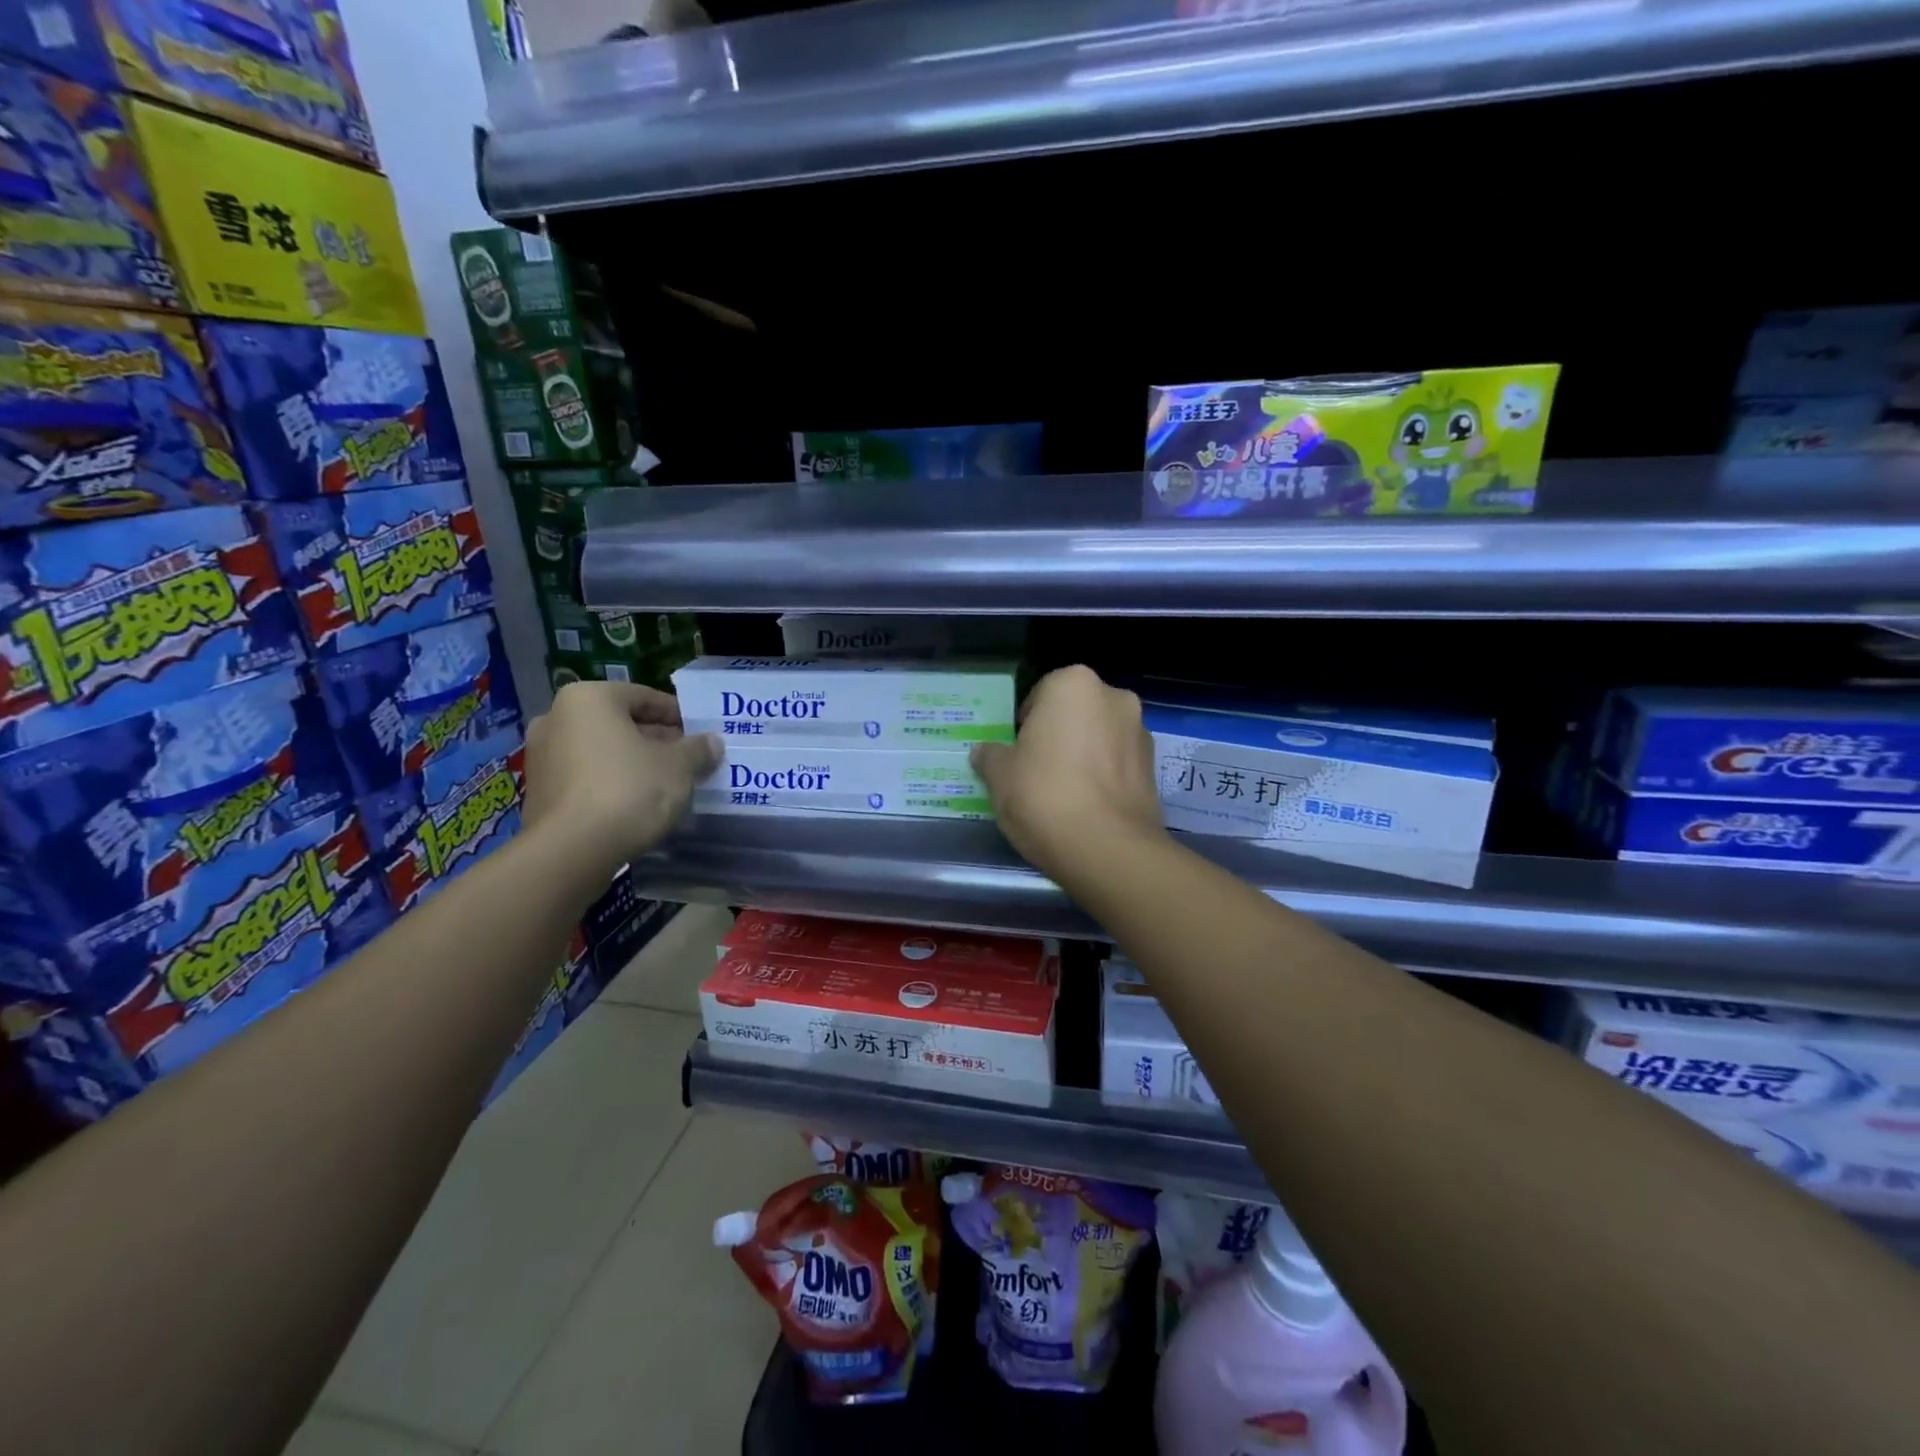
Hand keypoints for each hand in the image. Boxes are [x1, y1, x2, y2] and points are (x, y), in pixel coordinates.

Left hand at [521, 681, 721, 880]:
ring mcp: (542, 756)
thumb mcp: (679, 766)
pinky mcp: (539, 792)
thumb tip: (712, 743)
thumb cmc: (629, 790)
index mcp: (589, 698)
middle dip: (656, 740)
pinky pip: (586, 777)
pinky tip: (637, 804)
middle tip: (688, 760)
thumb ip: (698, 749)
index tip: (701, 734)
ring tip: (667, 784)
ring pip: (602, 751)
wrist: (571, 851)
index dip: (678, 716)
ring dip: (634, 762)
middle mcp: (557, 718)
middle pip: (620, 723)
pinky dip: (612, 783)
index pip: (645, 697)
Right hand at [970, 665, 1164, 882]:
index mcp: (1073, 684)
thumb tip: (985, 752)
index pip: (1040, 694)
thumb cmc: (1044, 796)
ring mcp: (1140, 732)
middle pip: (1075, 713)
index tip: (1016, 753)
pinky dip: (1104, 778)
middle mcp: (1114, 697)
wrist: (1107, 849)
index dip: (1024, 725)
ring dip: (1084, 756)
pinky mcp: (1155, 769)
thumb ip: (991, 756)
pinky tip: (1087, 808)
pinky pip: (1118, 765)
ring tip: (1063, 794)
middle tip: (1037, 772)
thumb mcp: (999, 776)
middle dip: (1058, 736)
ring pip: (1100, 738)